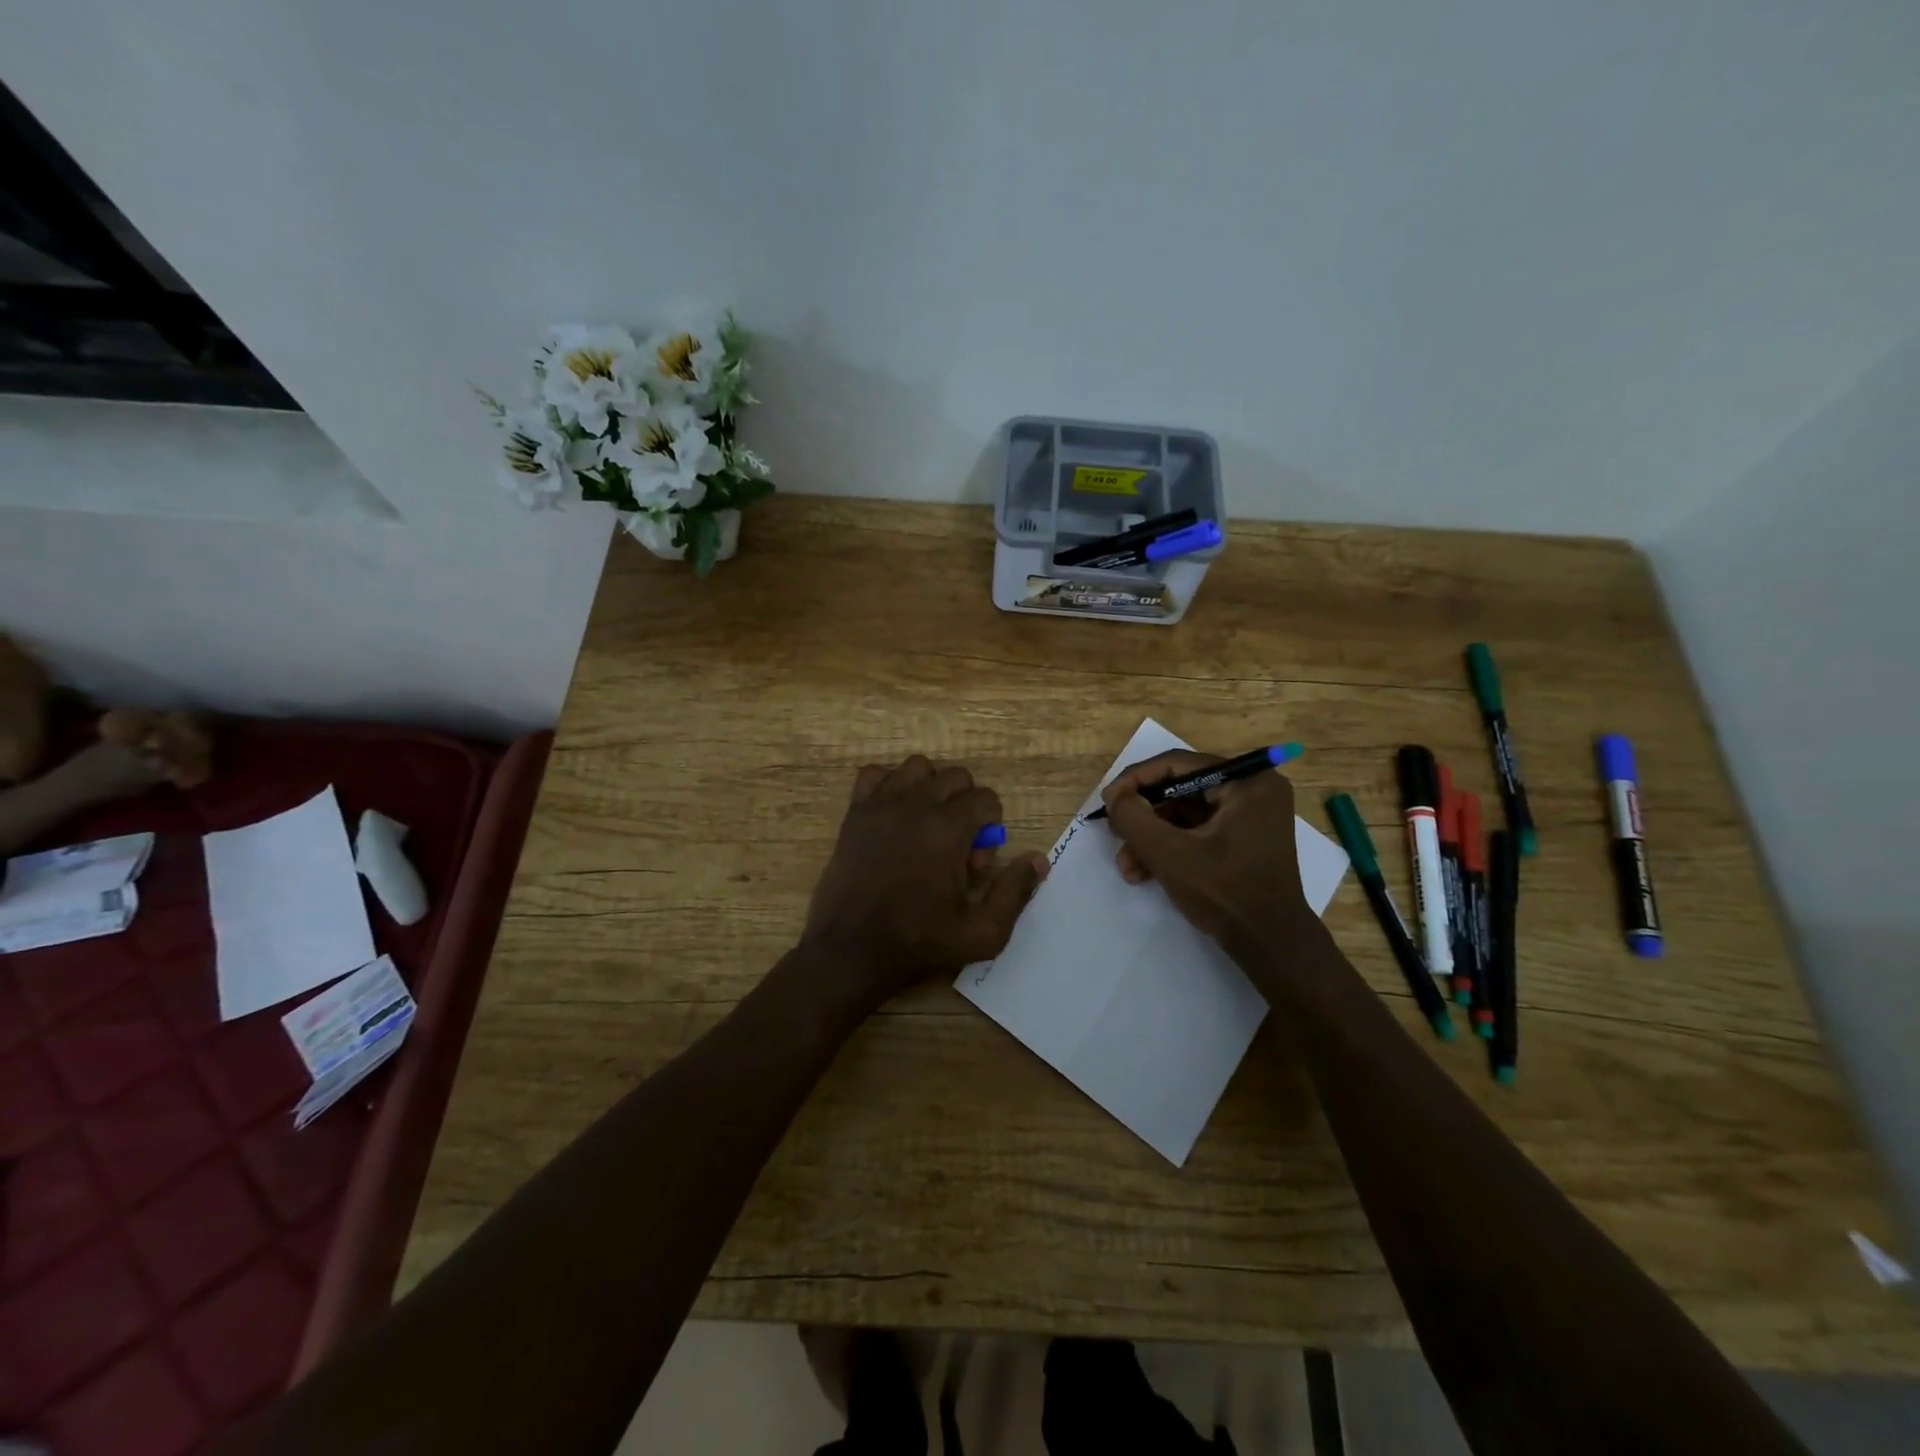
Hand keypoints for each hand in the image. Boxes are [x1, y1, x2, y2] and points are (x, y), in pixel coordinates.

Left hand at [803, 756, 1046, 1009]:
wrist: (849, 951)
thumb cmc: (917, 943)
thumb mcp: (981, 934)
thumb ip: (1015, 893)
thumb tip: (1038, 859)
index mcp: (948, 828)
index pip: (986, 798)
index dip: (990, 829)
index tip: (974, 864)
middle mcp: (916, 804)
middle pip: (956, 777)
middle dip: (965, 806)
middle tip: (954, 849)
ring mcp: (881, 804)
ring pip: (918, 767)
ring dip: (931, 789)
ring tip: (926, 826)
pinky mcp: (855, 812)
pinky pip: (875, 773)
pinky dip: (889, 785)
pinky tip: (893, 815)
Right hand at [1101, 750, 1314, 954]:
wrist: (1270, 946)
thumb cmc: (1225, 892)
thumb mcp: (1168, 853)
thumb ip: (1134, 817)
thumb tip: (1116, 797)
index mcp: (1248, 782)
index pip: (1178, 765)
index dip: (1135, 780)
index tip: (1107, 802)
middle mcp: (1253, 790)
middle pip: (1180, 790)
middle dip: (1143, 817)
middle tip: (1115, 833)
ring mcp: (1250, 816)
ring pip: (1184, 814)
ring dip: (1151, 837)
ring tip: (1126, 866)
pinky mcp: (1243, 840)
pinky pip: (1197, 831)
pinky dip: (1170, 847)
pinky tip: (1143, 871)